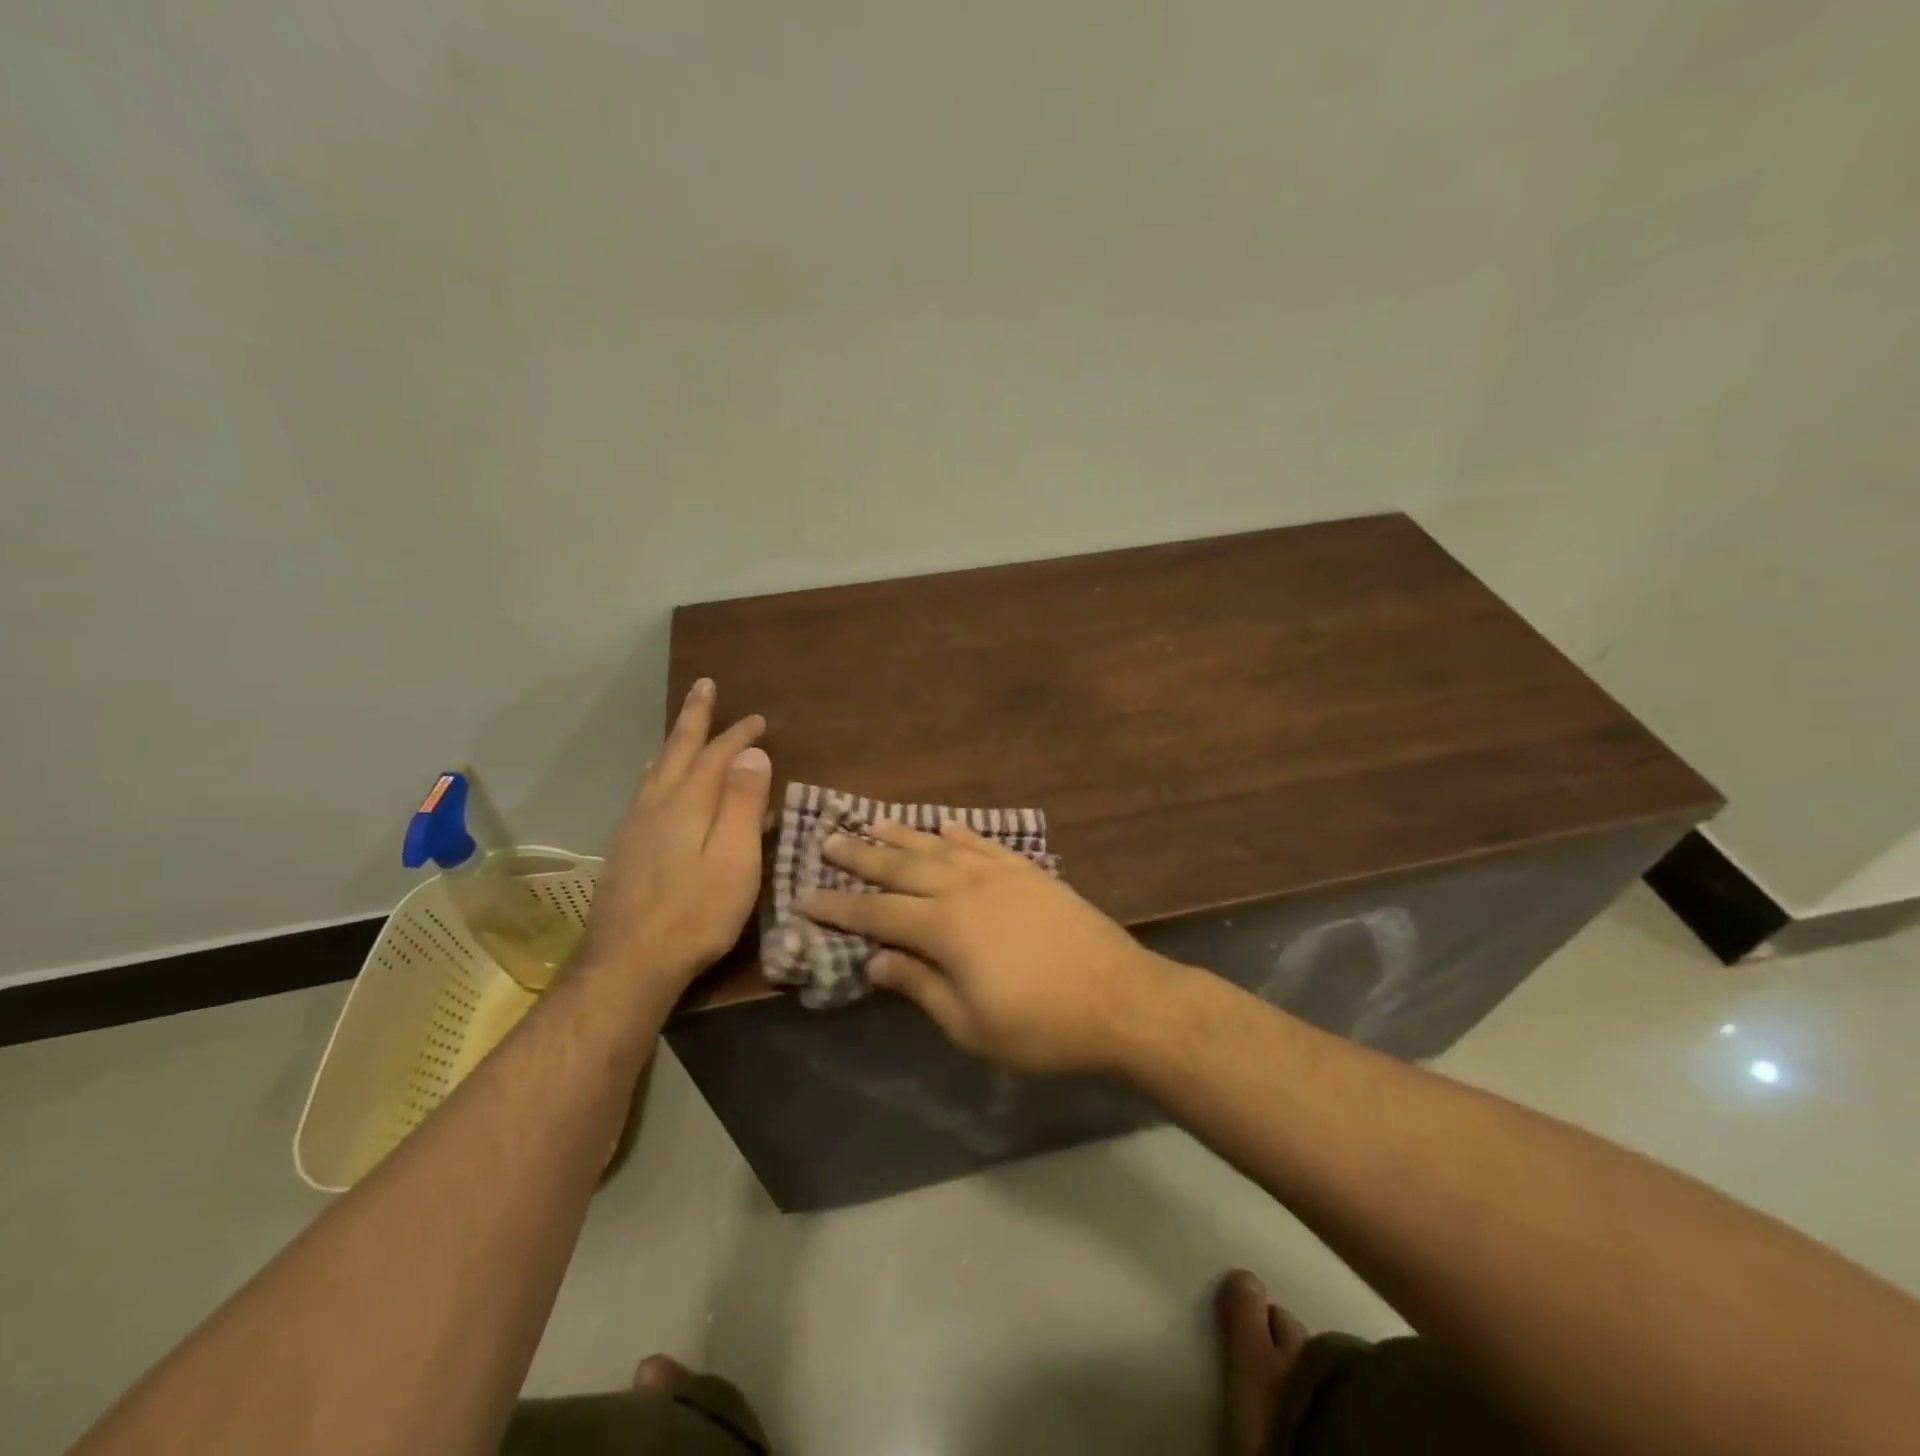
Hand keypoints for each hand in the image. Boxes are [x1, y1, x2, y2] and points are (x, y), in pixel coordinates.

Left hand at [580, 678, 770, 990]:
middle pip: (677, 750)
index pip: (716, 756)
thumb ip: (742, 804)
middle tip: (704, 686)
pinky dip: (659, 773)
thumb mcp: (734, 860)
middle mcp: (657, 805)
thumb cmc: (695, 913)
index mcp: (687, 804)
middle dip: (694, 717)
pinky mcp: (625, 851)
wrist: (628, 963)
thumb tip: (753, 754)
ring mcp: (635, 828)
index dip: (738, 735)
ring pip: (657, 771)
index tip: (758, 719)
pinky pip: (646, 793)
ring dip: (673, 743)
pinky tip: (658, 785)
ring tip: (681, 729)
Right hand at [803, 819, 1173, 1073]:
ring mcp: (1001, 874)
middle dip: (862, 855)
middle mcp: (966, 888)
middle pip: (903, 867)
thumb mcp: (970, 1024)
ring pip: (940, 847)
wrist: (1121, 999)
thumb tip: (874, 960)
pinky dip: (960, 833)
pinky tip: (945, 826)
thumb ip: (919, 986)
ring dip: (903, 835)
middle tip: (828, 839)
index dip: (840, 906)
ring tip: (873, 822)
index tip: (806, 896)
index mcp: (945, 928)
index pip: (878, 912)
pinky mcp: (1030, 872)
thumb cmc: (1041, 1026)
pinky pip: (984, 844)